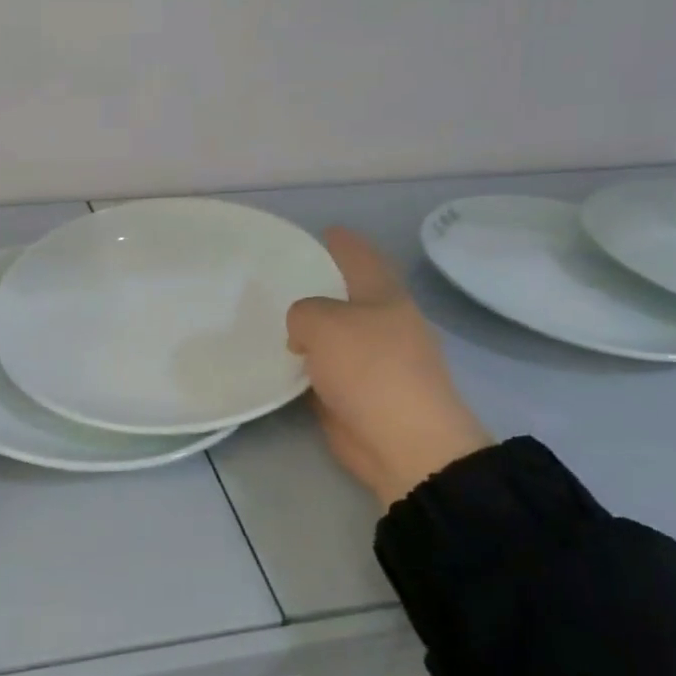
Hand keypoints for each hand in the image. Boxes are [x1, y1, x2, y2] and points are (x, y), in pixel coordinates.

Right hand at [287, 228, 491, 506]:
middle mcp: (383, 324)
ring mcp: (374, 362)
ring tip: (271, 320)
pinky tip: (281, 361)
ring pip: (334, 335)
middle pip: (347, 296)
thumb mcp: (324, 323)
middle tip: (279, 280)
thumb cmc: (370, 370)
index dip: (342, 242)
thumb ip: (303, 312)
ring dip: (309, 330)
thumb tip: (304, 335)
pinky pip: (324, 369)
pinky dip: (306, 364)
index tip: (323, 231)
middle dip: (319, 287)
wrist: (404, 444)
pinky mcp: (358, 395)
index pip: (361, 257)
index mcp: (384, 297)